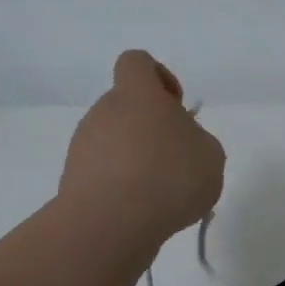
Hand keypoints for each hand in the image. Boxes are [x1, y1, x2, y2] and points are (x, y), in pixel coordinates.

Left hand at [61, 51, 224, 248]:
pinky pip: (103, 173)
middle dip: (151, 130)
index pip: (137, 62)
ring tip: (161, 196)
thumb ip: (198, 141)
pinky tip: (141, 212)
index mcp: (137, 93)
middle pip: (127, 108)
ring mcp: (84, 145)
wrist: (111, 222)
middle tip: (176, 162)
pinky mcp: (73, 178)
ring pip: (114, 142)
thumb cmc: (169, 177)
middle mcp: (104, 111)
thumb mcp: (211, 156)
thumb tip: (182, 144)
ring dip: (136, 161)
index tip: (176, 107)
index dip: (159, 78)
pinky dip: (121, 187)